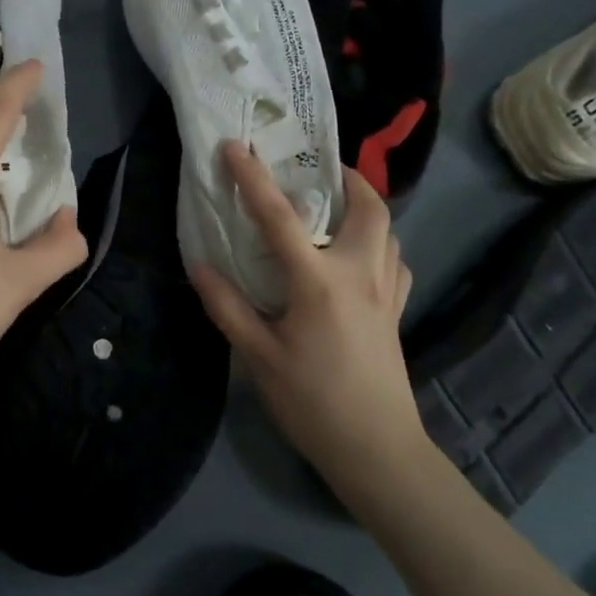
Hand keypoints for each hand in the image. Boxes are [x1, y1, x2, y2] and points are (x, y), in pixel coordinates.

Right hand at [190, 142, 430, 491]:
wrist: (377, 449)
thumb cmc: (312, 402)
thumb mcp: (257, 356)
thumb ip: (226, 305)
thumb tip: (198, 264)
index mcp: (318, 281)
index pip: (279, 217)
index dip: (253, 178)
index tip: (234, 146)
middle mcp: (359, 273)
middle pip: (368, 207)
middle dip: (346, 178)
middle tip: (315, 170)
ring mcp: (386, 291)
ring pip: (388, 230)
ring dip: (364, 207)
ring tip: (333, 208)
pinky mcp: (397, 310)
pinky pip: (394, 260)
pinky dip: (379, 243)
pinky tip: (357, 257)